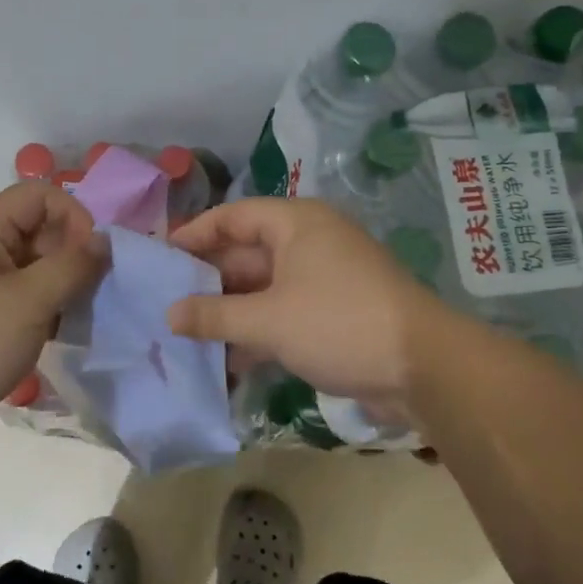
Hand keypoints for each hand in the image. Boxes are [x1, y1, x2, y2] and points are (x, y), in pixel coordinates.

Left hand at [0, 182, 105, 457]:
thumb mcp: (28, 301)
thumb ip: (72, 266)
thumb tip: (105, 241)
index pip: (41, 195)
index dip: (74, 216)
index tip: (94, 257)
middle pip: (42, 230)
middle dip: (74, 254)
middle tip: (95, 291)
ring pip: (39, 269)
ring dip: (66, 287)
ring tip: (82, 316)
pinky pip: (29, 301)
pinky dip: (51, 311)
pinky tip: (63, 335)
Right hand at [167, 198, 447, 422]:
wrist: (422, 367)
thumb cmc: (338, 323)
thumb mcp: (268, 319)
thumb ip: (215, 315)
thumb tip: (169, 314)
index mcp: (296, 224)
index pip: (233, 216)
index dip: (194, 234)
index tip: (160, 257)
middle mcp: (310, 242)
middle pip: (247, 252)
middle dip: (208, 280)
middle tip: (166, 303)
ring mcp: (324, 279)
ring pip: (264, 288)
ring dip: (231, 311)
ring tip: (187, 335)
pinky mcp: (334, 313)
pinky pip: (284, 313)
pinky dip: (258, 332)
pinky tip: (228, 361)